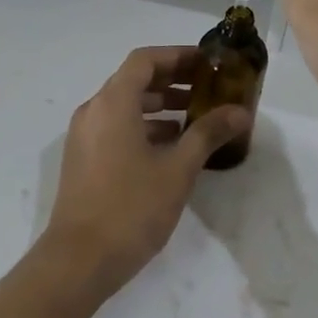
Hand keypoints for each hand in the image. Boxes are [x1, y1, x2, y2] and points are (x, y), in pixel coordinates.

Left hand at [41, 46, 252, 299]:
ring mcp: (84, 135)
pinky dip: (144, 126)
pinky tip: (171, 147)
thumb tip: (240, 111)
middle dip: (173, 80)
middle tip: (209, 88)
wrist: (78, 260)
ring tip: (197, 117)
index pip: (145, 60)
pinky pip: (116, 126)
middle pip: (134, 80)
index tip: (209, 63)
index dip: (178, 56)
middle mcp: (94, 110)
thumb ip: (208, 134)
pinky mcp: (83, 158)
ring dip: (160, 105)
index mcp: (113, 102)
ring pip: (125, 105)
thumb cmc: (130, 207)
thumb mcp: (177, 169)